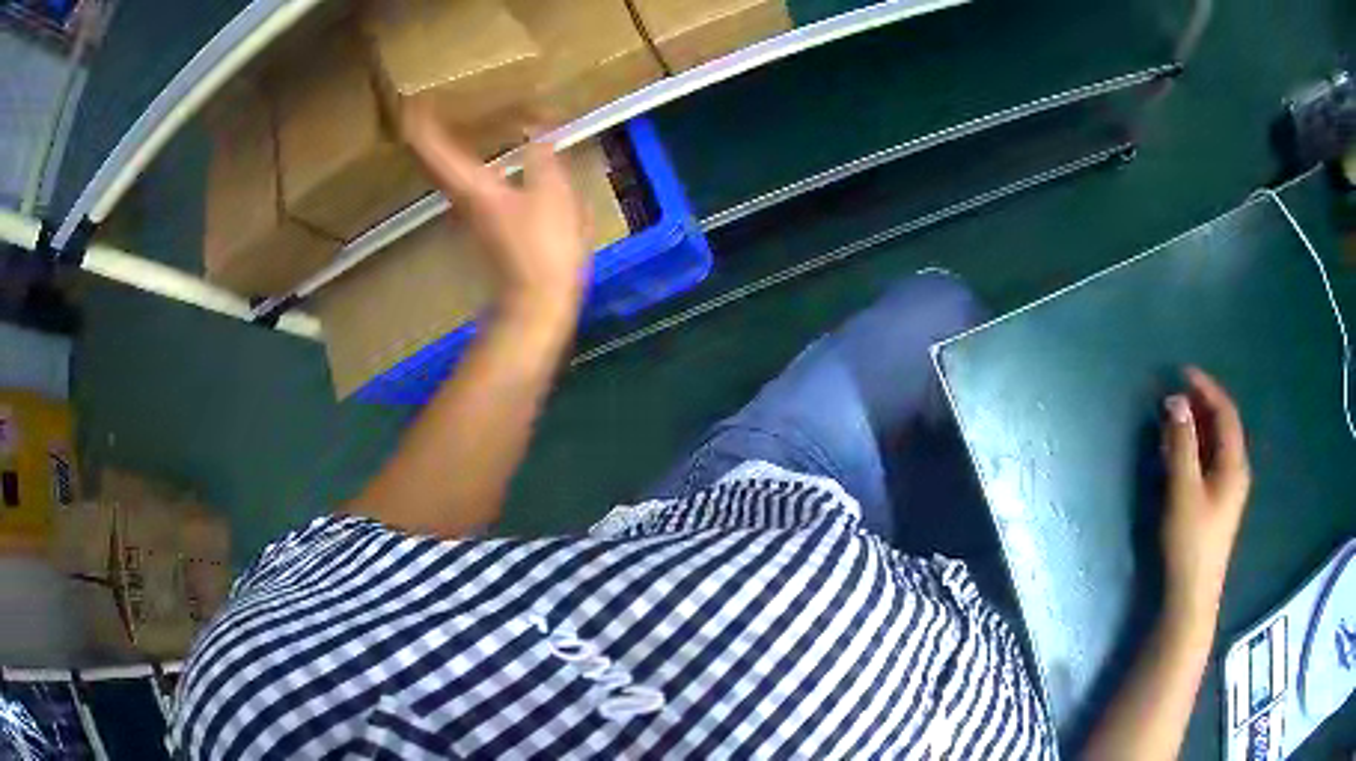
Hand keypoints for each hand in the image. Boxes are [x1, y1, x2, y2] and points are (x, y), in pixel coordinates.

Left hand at [401, 103, 591, 318]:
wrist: (538, 302)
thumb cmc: (544, 247)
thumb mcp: (552, 191)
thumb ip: (541, 154)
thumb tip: (534, 123)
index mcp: (473, 185)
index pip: (434, 147)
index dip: (421, 122)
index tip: (411, 99)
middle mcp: (461, 198)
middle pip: (432, 161)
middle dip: (424, 133)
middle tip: (422, 107)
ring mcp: (469, 215)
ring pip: (444, 173)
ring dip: (440, 148)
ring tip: (445, 123)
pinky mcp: (482, 226)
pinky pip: (462, 184)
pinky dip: (461, 163)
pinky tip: (475, 155)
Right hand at [1160, 367, 1251, 626]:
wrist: (1191, 594)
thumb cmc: (1190, 541)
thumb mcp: (1183, 490)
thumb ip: (1181, 444)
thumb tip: (1176, 400)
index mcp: (1234, 463)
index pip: (1225, 412)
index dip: (1206, 388)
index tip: (1182, 373)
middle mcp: (1236, 471)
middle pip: (1223, 426)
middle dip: (1200, 405)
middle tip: (1174, 394)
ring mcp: (1227, 490)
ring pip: (1215, 445)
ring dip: (1197, 426)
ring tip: (1173, 418)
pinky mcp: (1216, 505)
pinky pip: (1209, 462)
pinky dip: (1195, 448)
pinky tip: (1179, 453)